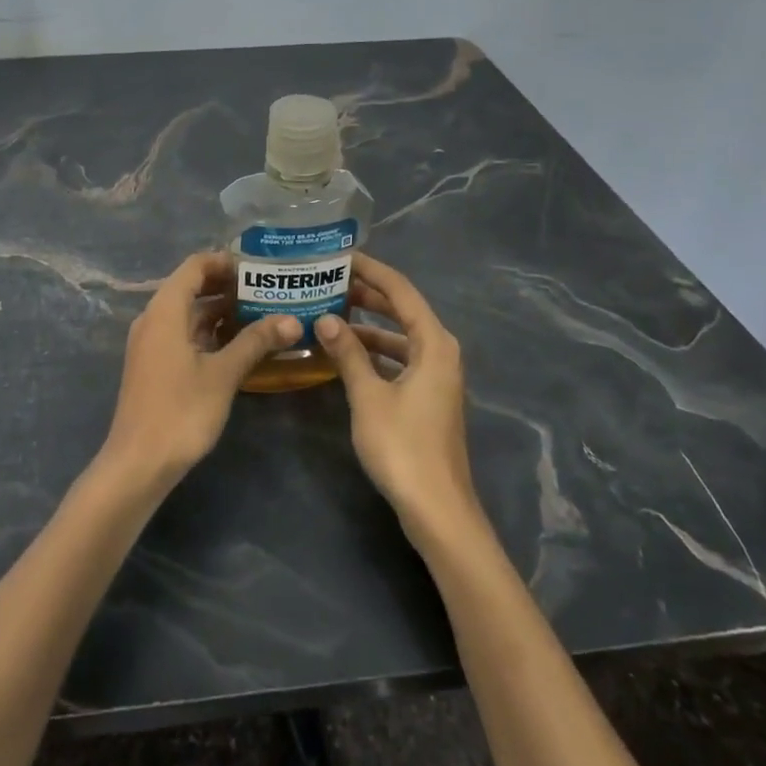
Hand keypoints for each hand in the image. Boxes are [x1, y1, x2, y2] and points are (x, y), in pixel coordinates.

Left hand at [99, 251, 301, 488]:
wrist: (138, 463)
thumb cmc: (180, 411)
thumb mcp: (223, 374)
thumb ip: (256, 342)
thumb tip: (292, 320)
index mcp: (165, 310)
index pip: (195, 266)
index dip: (225, 261)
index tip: (258, 267)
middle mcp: (153, 319)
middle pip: (191, 287)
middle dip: (228, 286)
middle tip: (268, 290)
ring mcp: (151, 343)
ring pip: (189, 314)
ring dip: (221, 311)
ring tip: (262, 313)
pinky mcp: (155, 365)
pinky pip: (184, 334)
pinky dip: (210, 333)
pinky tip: (239, 344)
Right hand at [313, 254, 483, 546]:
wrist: (437, 510)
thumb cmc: (403, 447)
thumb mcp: (369, 396)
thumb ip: (348, 353)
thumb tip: (325, 318)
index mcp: (434, 343)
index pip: (400, 291)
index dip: (371, 271)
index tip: (340, 256)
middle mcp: (440, 352)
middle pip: (402, 310)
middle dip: (367, 295)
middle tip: (328, 280)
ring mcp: (436, 376)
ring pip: (399, 336)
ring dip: (368, 325)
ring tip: (329, 313)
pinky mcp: (428, 397)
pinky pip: (399, 359)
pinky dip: (374, 352)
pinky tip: (345, 355)